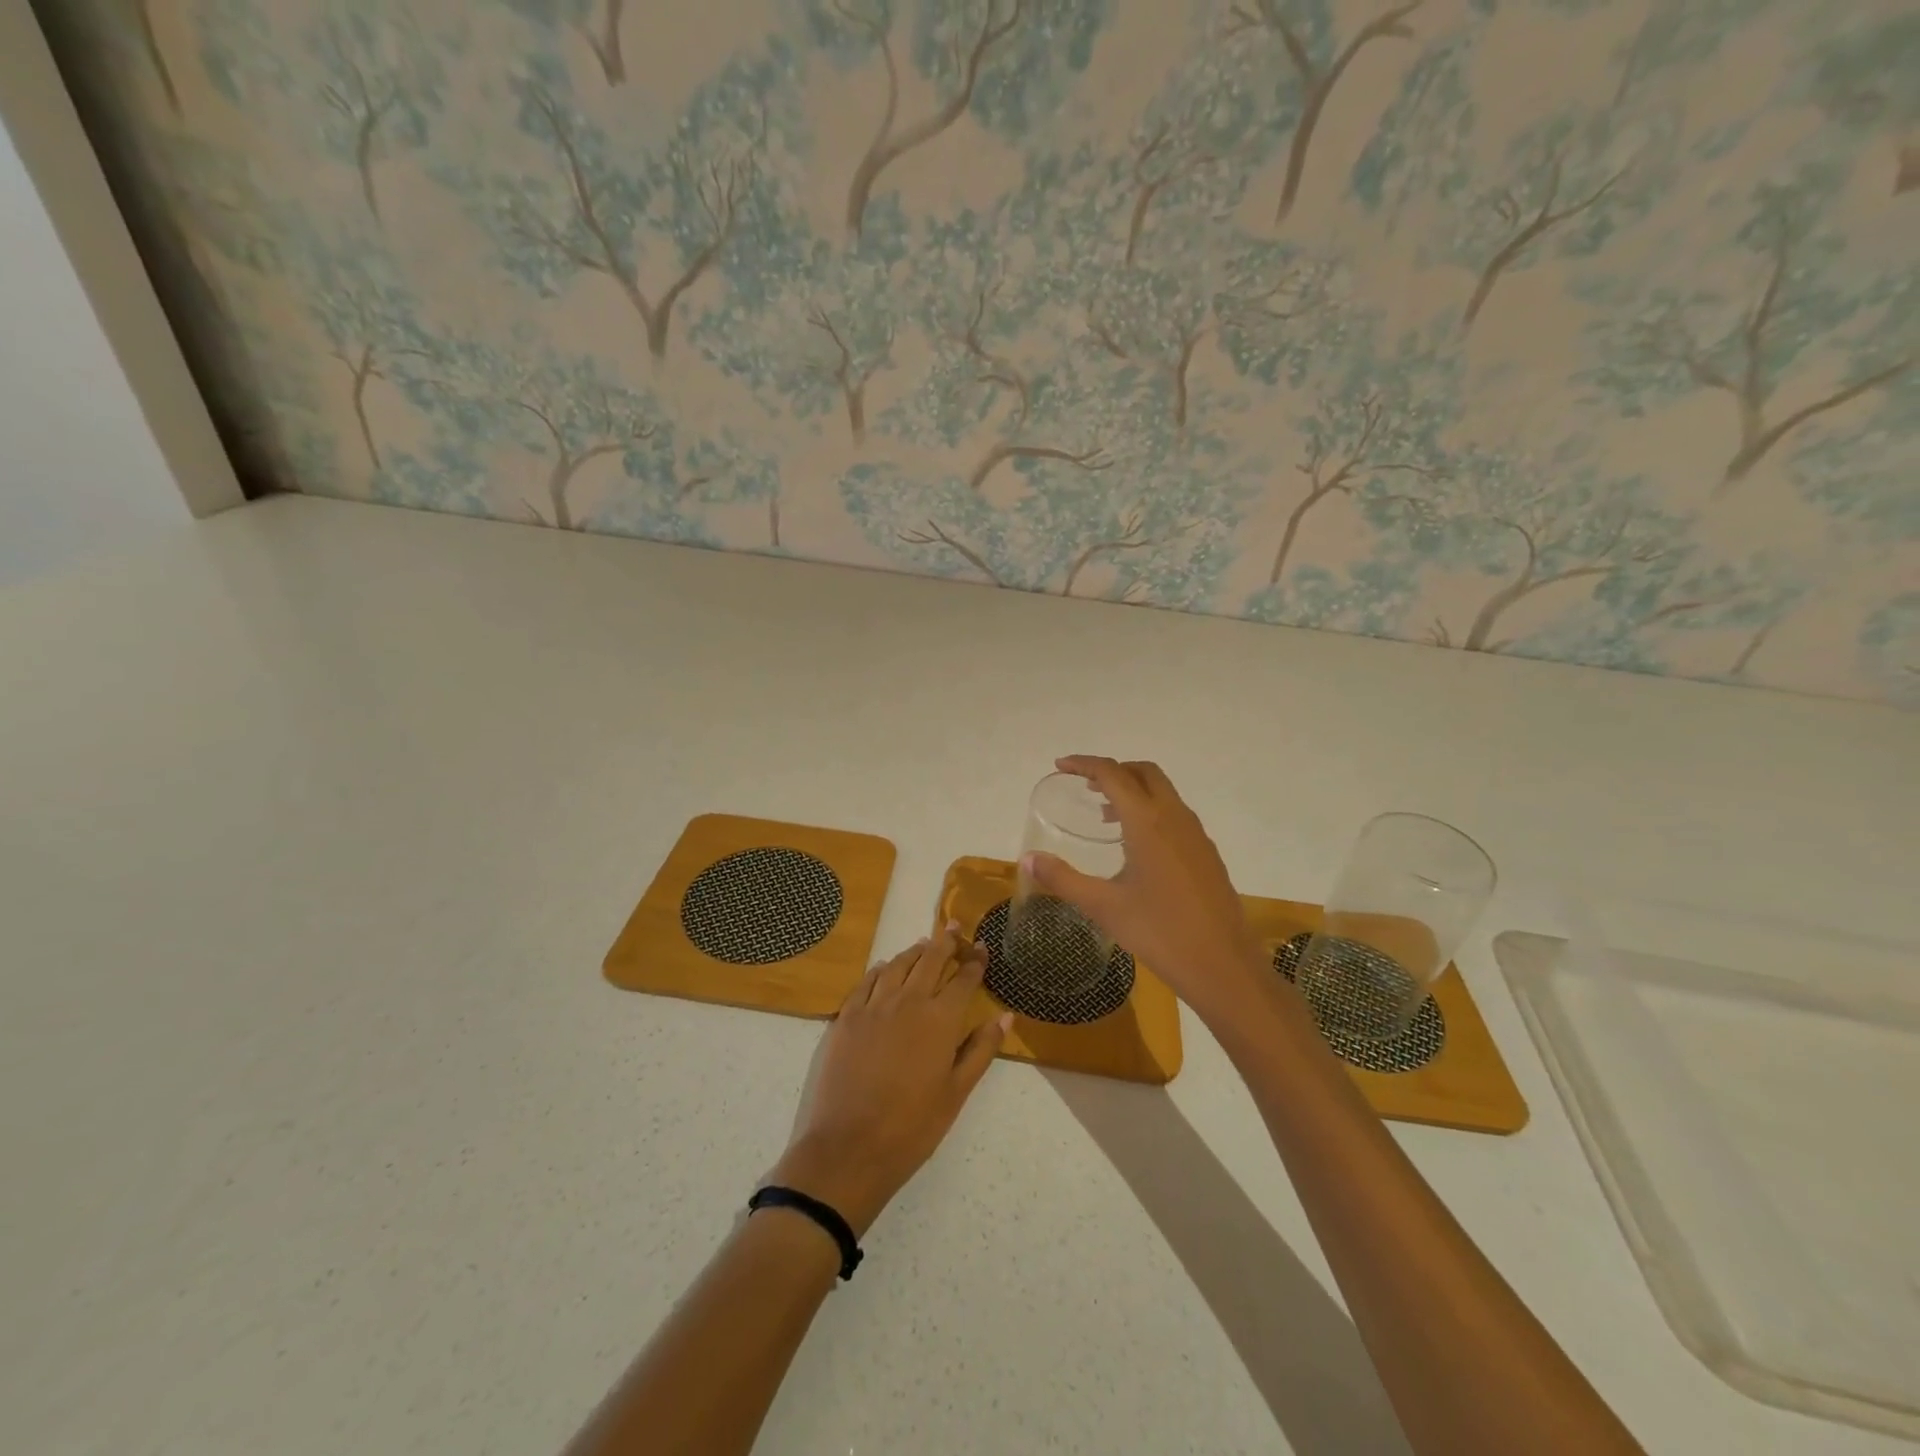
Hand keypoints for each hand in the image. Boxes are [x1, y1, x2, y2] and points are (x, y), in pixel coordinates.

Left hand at [770, 925, 1009, 1236]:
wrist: (848, 1148)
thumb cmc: (912, 1127)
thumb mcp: (956, 1093)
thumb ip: (981, 1049)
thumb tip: (1006, 1016)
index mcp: (940, 1020)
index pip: (964, 979)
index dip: (975, 961)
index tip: (981, 947)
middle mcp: (908, 1001)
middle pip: (930, 960)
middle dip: (945, 942)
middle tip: (953, 929)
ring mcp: (873, 1006)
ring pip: (897, 965)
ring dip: (914, 952)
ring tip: (924, 945)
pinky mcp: (846, 1017)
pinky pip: (866, 981)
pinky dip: (880, 969)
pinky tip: (884, 968)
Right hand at [1024, 755, 1267, 1025]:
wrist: (1223, 966)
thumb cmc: (1159, 932)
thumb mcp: (1103, 906)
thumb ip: (1063, 879)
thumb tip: (1028, 858)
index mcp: (1148, 822)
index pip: (1113, 774)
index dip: (1084, 764)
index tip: (1060, 766)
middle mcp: (1175, 817)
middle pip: (1144, 773)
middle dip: (1113, 770)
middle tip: (1084, 786)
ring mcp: (1196, 834)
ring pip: (1163, 792)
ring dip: (1133, 791)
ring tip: (1105, 816)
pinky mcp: (1207, 853)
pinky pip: (1175, 814)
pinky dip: (1151, 811)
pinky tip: (1137, 847)